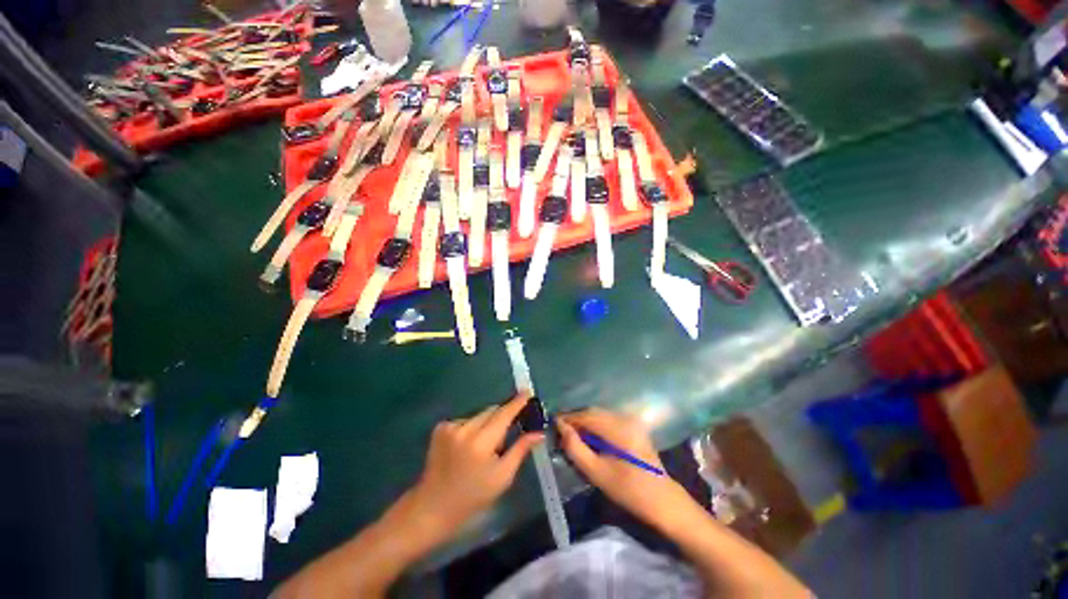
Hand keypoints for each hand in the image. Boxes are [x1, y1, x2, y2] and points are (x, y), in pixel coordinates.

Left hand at [402, 394, 543, 541]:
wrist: (433, 506)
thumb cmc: (473, 496)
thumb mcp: (502, 477)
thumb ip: (520, 449)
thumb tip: (538, 433)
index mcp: (481, 443)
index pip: (504, 415)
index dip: (517, 403)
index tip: (527, 391)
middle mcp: (464, 430)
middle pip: (491, 411)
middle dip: (502, 417)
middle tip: (507, 432)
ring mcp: (450, 427)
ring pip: (479, 415)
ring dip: (487, 423)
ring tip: (484, 446)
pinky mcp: (440, 428)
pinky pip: (466, 420)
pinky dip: (472, 427)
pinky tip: (468, 446)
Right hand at [557, 408, 697, 532]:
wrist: (662, 501)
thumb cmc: (629, 490)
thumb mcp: (596, 472)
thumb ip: (575, 448)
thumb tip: (561, 427)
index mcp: (618, 428)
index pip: (586, 415)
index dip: (568, 418)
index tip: (553, 424)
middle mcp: (625, 418)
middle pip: (593, 412)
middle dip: (576, 419)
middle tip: (561, 430)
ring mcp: (631, 421)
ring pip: (600, 414)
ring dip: (585, 421)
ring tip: (572, 434)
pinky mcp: (633, 427)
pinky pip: (608, 419)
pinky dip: (595, 425)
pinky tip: (589, 437)